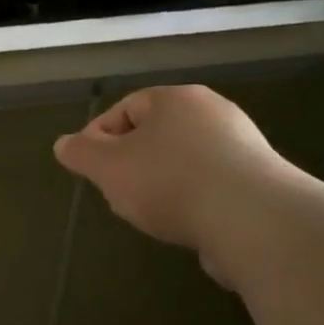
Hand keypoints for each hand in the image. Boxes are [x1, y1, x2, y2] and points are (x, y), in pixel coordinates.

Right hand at [52, 85, 299, 283]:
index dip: (100, 137)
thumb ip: (81, 153)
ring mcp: (242, 146)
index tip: (90, 170)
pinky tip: (186, 225)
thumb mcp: (108, 167)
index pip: (126, 107)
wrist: (253, 220)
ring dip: (161, 185)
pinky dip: (192, 201)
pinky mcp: (259, 181)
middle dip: (130, 164)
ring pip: (182, 162)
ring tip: (151, 214)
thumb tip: (64, 144)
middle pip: (155, 135)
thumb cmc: (170, 182)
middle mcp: (213, 112)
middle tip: (118, 194)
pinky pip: (211, 185)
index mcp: (176, 99)